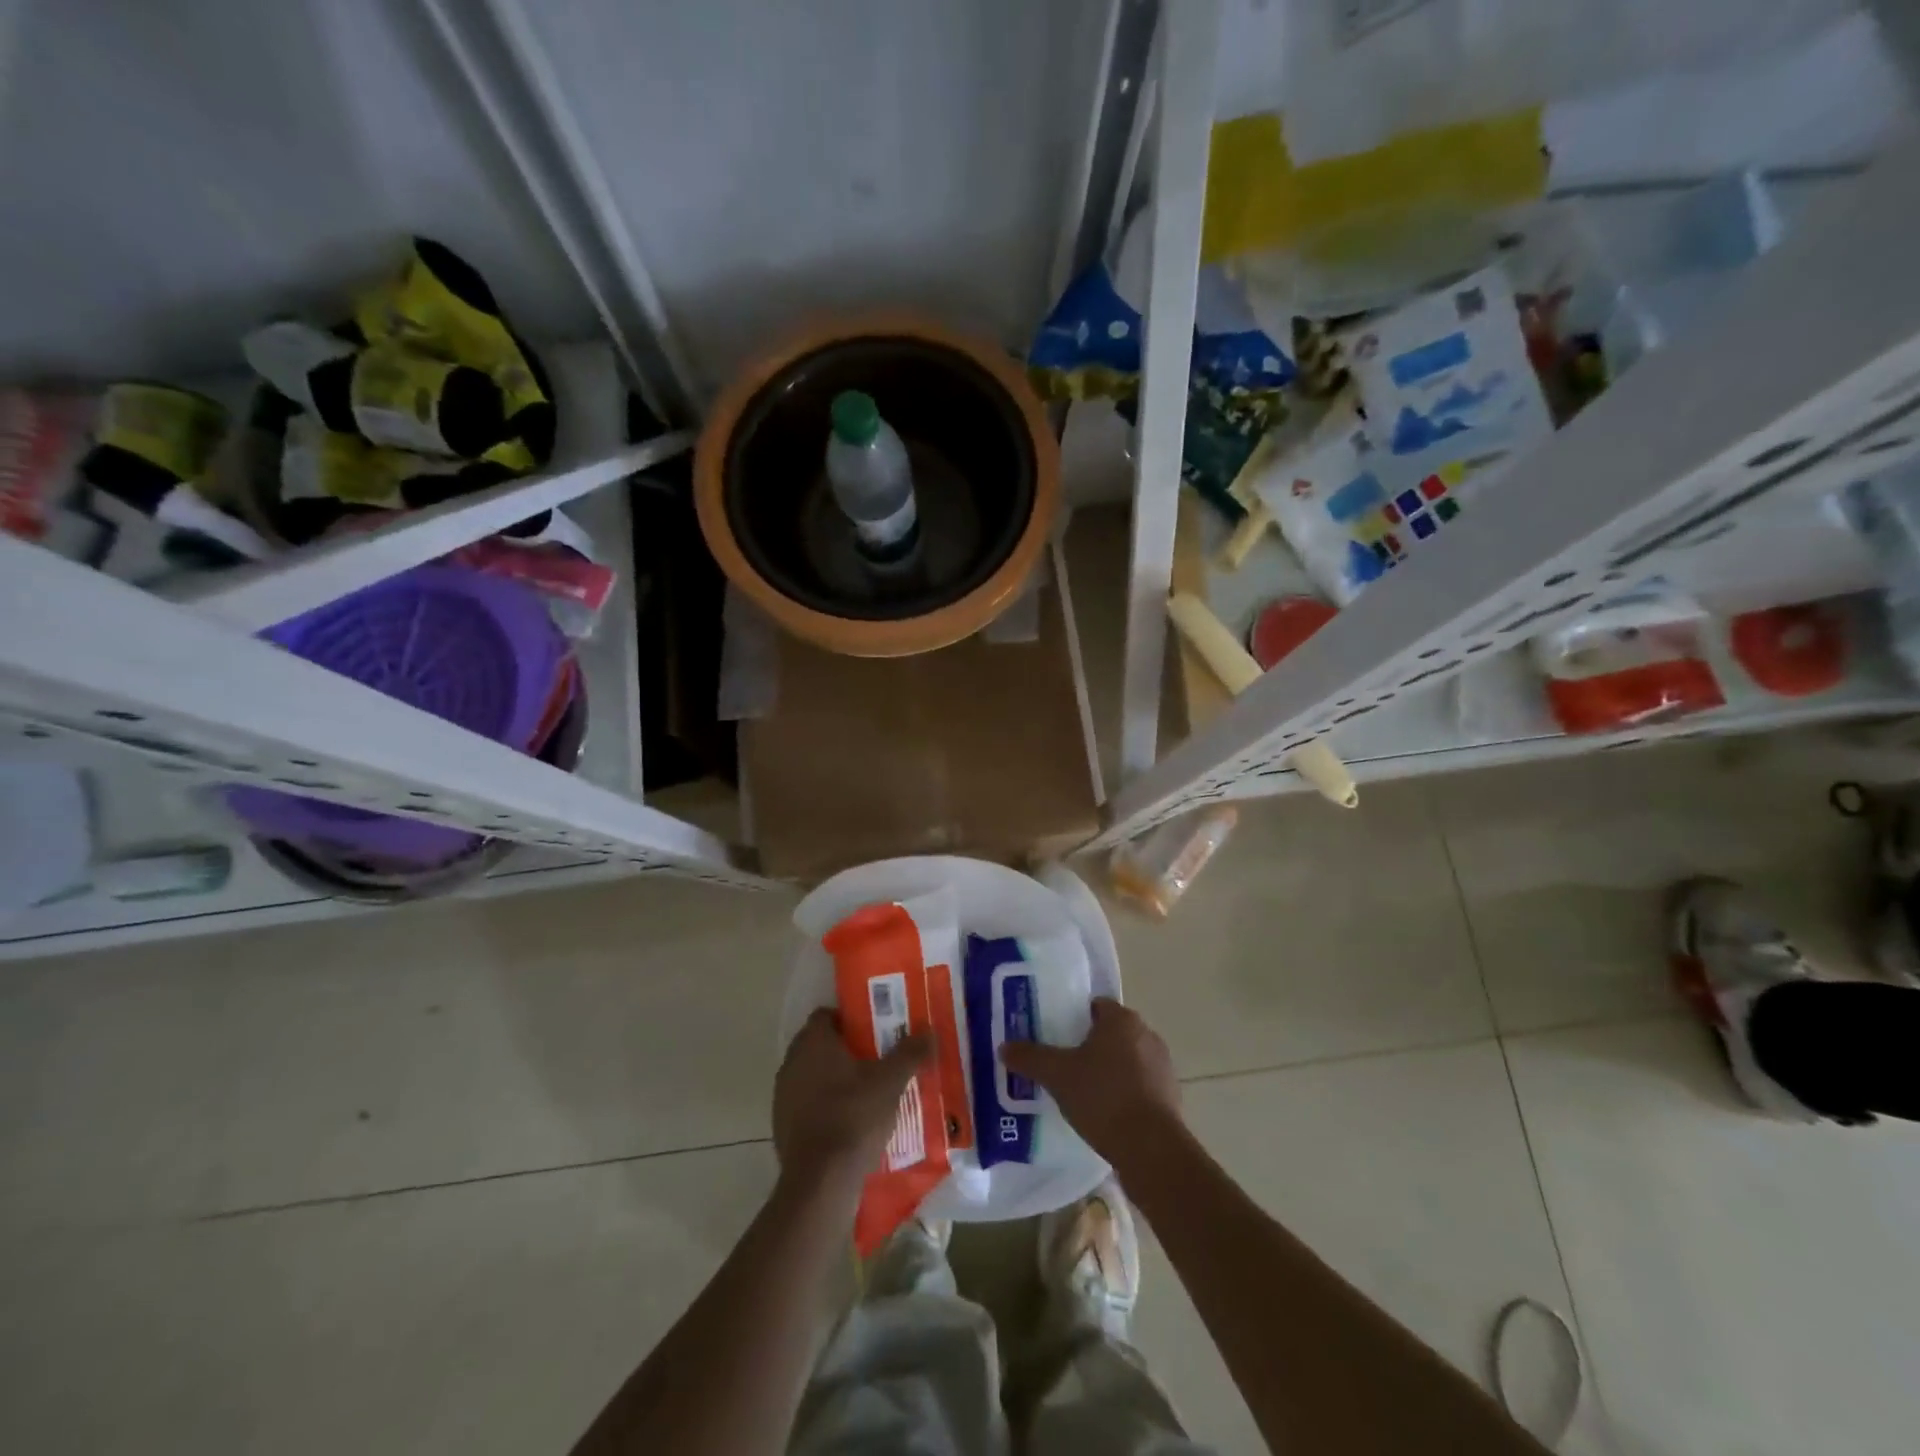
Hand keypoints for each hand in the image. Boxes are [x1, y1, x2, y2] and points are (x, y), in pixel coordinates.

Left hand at [773, 1009, 929, 1196]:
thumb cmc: (854, 1117)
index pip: (826, 1015)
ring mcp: (782, 1095)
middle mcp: (792, 1062)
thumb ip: (910, 1053)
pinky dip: (823, 1107)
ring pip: (812, 1076)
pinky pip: (806, 1104)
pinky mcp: (781, 1125)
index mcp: (813, 1042)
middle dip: (845, 1050)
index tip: (872, 1032)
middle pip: (819, 1045)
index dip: (849, 1020)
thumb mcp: (890, 1082)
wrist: (820, 1181)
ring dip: (833, 1079)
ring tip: (865, 1092)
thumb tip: (929, 1032)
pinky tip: (848, 1123)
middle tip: (875, 1060)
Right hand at [1000, 998, 1181, 1167]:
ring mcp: (1162, 1066)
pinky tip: (1105, 1115)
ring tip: (1082, 1093)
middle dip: (1090, 1046)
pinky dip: (1125, 1094)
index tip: (1056, 1036)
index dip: (1074, 1018)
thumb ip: (1030, 1057)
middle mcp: (1147, 1035)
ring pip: (1127, 1060)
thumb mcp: (1057, 1075)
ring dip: (1109, 1071)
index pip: (1095, 1006)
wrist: (1151, 1149)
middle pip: (1111, 1033)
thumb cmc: (1103, 1097)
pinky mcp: (1171, 1097)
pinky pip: (1140, 1087)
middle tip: (1064, 1064)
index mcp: (1122, 1020)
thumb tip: (1004, 1047)